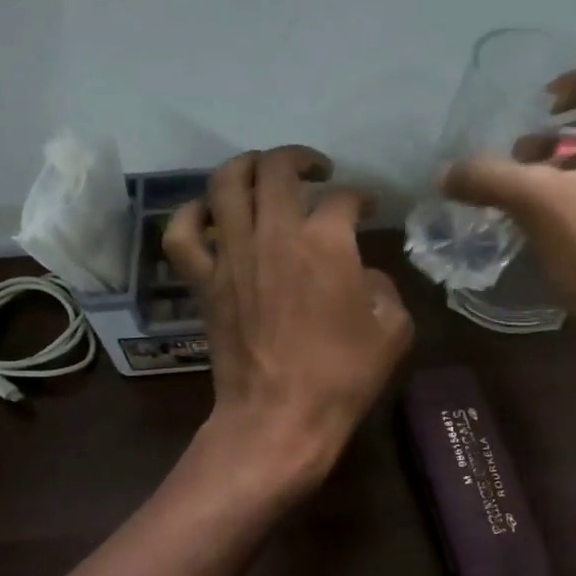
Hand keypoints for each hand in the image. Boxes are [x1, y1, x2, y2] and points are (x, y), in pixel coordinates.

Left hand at [164, 146, 413, 488]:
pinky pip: (182, 234)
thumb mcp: (392, 331)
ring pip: (226, 183)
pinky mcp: (204, 281)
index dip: (360, 197)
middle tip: (315, 172)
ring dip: (247, 166)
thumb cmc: (341, 378)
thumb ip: (383, 288)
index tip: (367, 208)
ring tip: (263, 173)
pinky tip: (206, 213)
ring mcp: (232, 254)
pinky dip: (190, 215)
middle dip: (300, 159)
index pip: (343, 198)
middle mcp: (275, 233)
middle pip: (278, 168)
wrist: (279, 416)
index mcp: (327, 242)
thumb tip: (361, 275)